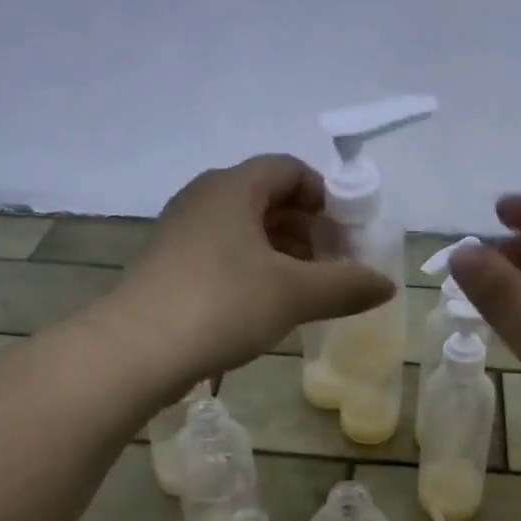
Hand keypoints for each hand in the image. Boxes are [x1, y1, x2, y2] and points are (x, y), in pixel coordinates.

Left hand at [119, 154, 393, 378]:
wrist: (134, 351)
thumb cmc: (221, 305)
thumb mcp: (295, 295)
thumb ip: (347, 285)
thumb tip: (387, 284)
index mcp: (233, 188)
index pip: (290, 170)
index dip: (327, 196)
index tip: (350, 232)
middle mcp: (204, 198)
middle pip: (268, 199)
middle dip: (309, 228)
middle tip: (336, 265)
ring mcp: (181, 232)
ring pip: (245, 230)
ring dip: (283, 253)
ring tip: (310, 289)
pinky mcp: (169, 266)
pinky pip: (223, 254)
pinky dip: (254, 270)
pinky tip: (269, 305)